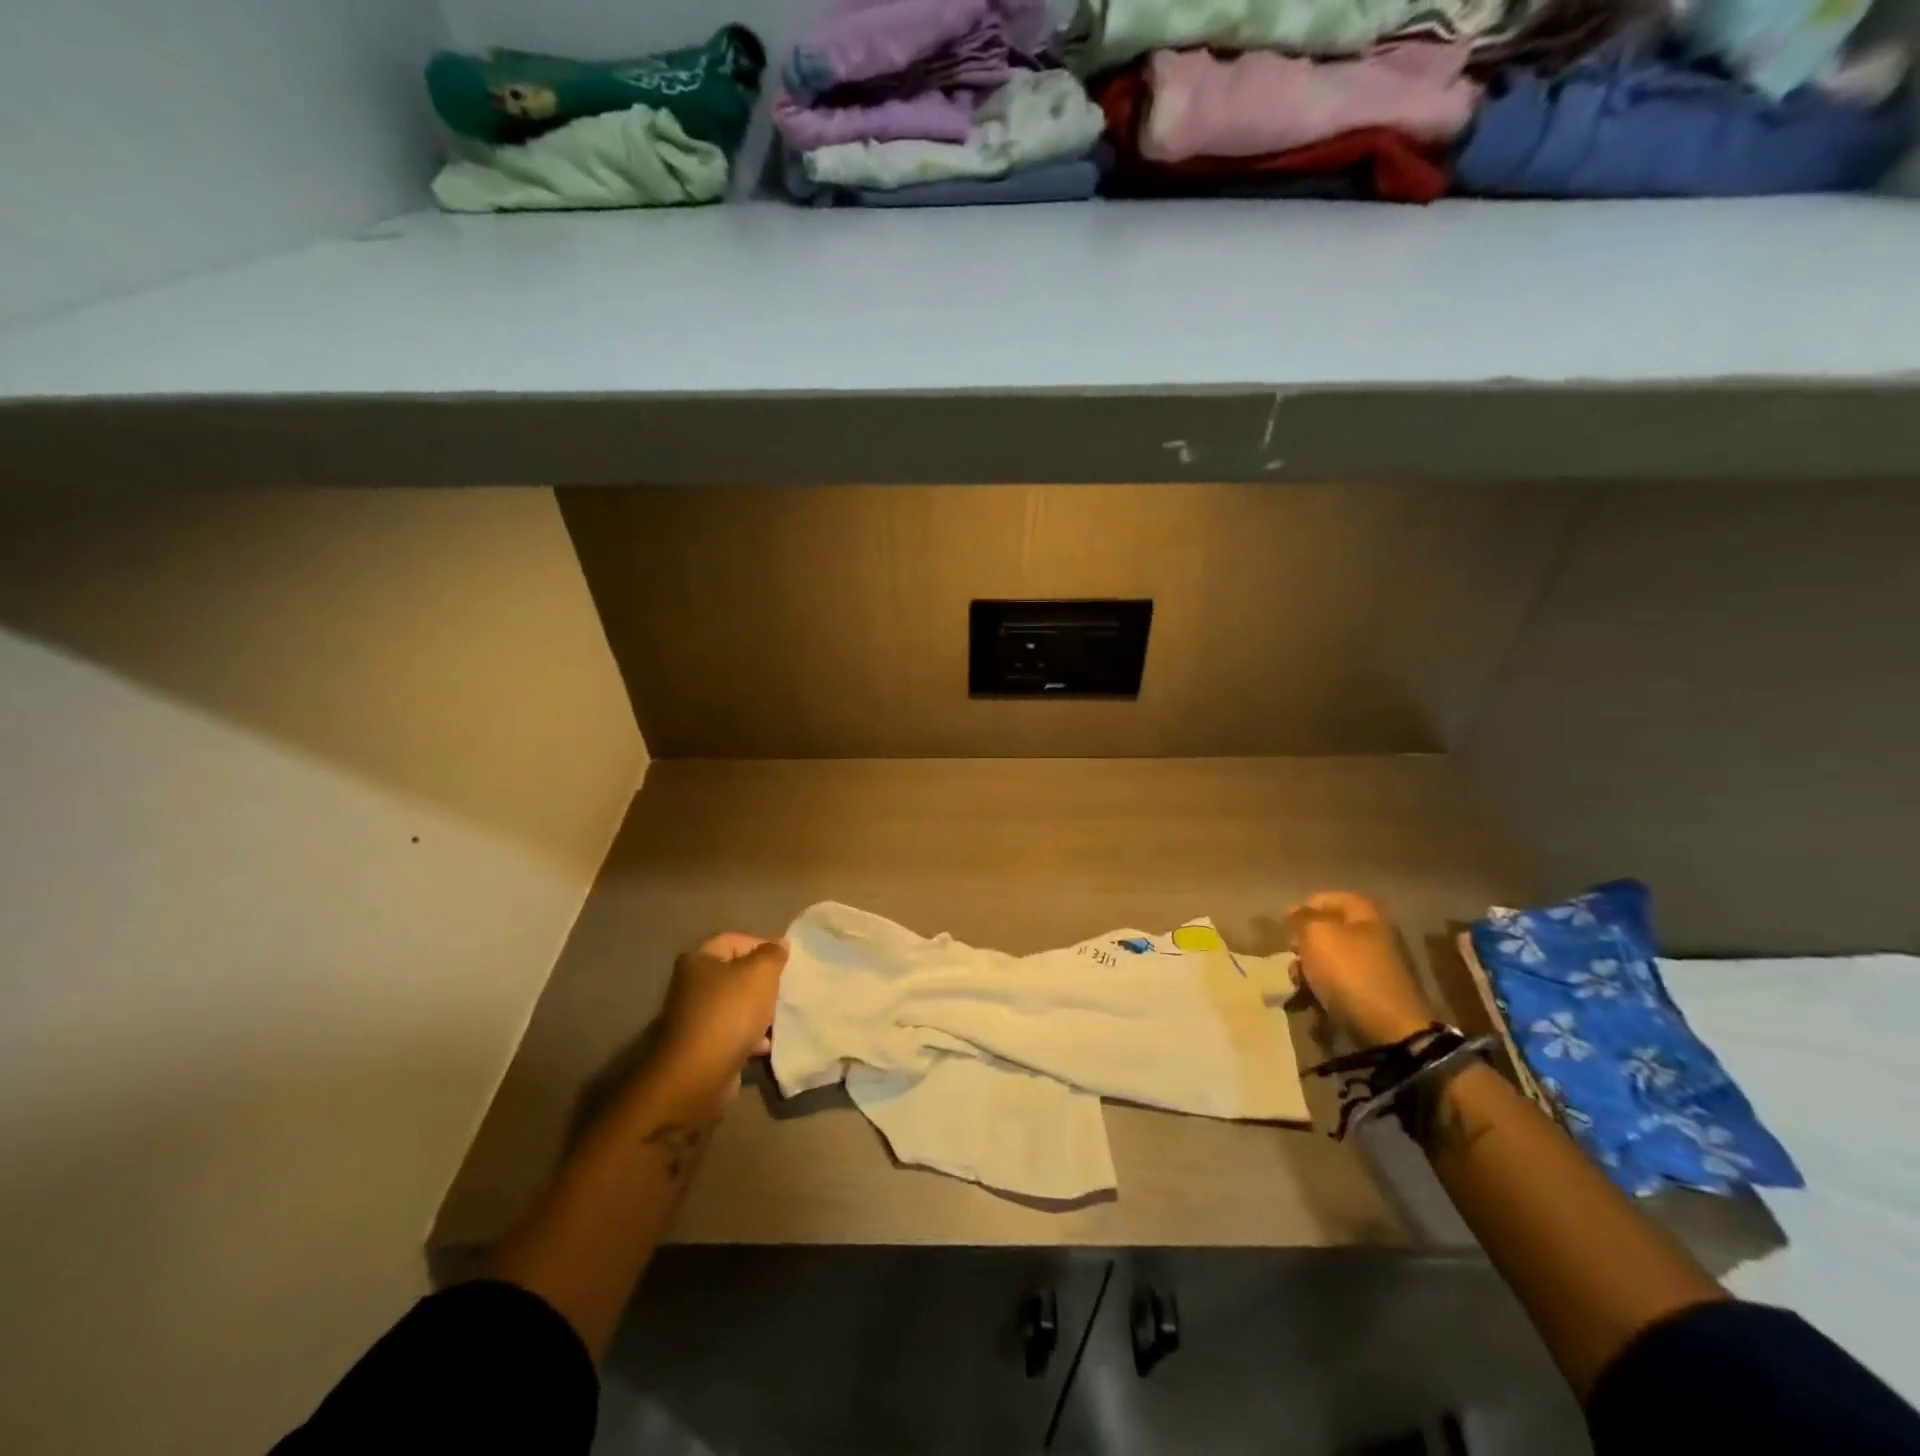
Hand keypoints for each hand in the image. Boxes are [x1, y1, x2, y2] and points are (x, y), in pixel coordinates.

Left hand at [650, 933, 788, 1105]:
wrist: (698, 1075)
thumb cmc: (730, 1013)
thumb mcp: (760, 973)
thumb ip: (773, 954)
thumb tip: (780, 943)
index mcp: (700, 959)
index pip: (736, 940)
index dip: (763, 946)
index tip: (787, 962)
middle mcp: (693, 984)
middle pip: (737, 973)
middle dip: (764, 981)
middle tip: (786, 988)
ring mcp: (696, 1016)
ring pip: (737, 1004)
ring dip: (760, 1010)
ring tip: (780, 1016)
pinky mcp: (703, 1045)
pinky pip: (733, 1032)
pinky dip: (751, 1035)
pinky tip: (766, 1044)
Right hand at [1286, 892, 1440, 1049]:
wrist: (1390, 1029)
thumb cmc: (1349, 972)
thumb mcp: (1316, 935)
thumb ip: (1300, 918)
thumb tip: (1292, 909)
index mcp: (1365, 913)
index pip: (1324, 898)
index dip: (1302, 911)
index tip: (1287, 928)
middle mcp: (1373, 934)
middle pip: (1325, 931)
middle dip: (1304, 945)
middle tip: (1293, 957)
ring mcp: (1375, 965)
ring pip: (1328, 959)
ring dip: (1308, 970)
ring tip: (1300, 985)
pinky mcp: (1373, 993)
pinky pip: (1338, 984)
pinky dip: (1322, 990)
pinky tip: (1312, 1001)